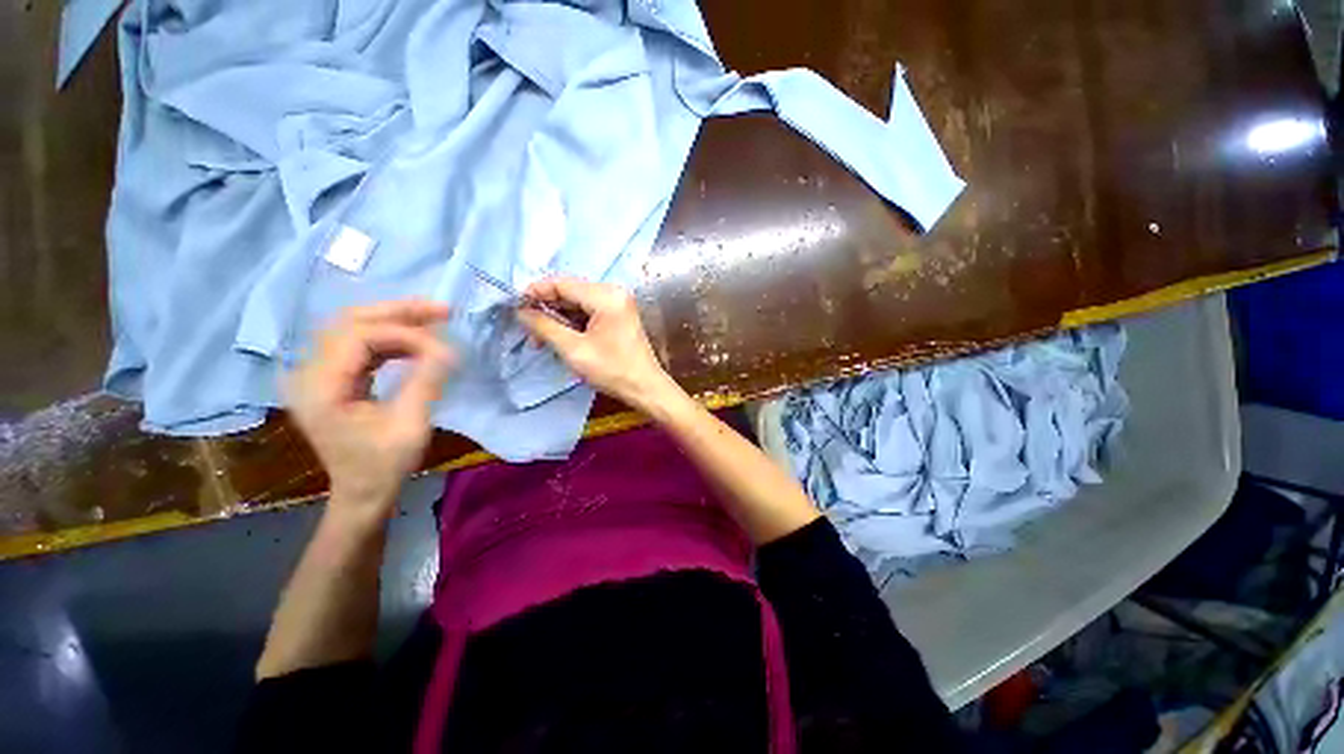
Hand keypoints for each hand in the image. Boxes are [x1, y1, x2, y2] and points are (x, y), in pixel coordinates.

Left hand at [284, 300, 454, 521]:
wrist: (361, 492)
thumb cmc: (384, 465)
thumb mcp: (410, 425)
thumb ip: (425, 382)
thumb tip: (449, 348)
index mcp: (320, 388)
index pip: (358, 337)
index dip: (404, 334)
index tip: (443, 347)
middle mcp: (309, 373)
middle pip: (349, 322)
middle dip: (398, 312)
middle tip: (441, 310)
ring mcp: (316, 374)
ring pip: (353, 327)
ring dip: (395, 321)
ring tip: (435, 320)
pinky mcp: (330, 378)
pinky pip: (358, 344)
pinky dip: (389, 337)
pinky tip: (416, 341)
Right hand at [518, 277, 683, 413]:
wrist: (645, 387)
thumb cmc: (612, 370)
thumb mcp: (574, 349)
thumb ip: (544, 327)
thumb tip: (521, 311)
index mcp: (606, 296)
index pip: (561, 283)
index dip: (535, 292)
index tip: (515, 308)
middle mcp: (613, 292)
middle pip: (569, 291)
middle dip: (546, 309)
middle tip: (528, 330)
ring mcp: (618, 303)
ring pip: (577, 302)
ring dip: (558, 318)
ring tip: (541, 340)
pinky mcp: (619, 314)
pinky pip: (589, 310)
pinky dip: (572, 322)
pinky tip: (560, 338)